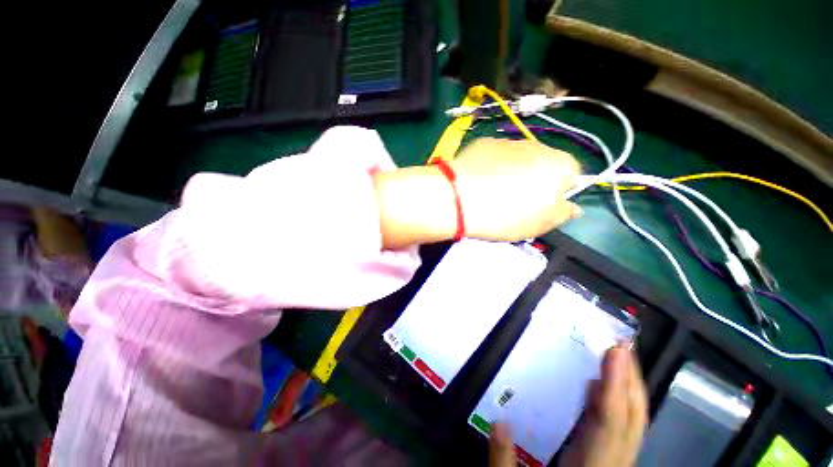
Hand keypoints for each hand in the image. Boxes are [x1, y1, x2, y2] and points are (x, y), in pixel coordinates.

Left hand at [451, 138, 581, 241]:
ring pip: (518, 159)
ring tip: (493, 192)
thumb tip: (572, 208)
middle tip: (514, 202)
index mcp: (561, 166)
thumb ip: (562, 213)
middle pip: (543, 165)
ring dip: (512, 172)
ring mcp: (509, 142)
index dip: (556, 194)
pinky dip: (491, 166)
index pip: (571, 176)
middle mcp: (539, 147)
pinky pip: (494, 157)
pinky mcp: (483, 143)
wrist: (460, 198)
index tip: (539, 208)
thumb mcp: (541, 225)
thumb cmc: (506, 215)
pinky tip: (478, 181)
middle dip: (534, 181)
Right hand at [488, 346, 647, 466]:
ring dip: (629, 390)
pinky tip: (604, 392)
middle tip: (624, 345)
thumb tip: (498, 420)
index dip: (615, 386)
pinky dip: (619, 405)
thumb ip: (504, 461)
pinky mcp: (610, 464)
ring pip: (634, 425)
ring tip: (619, 359)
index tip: (616, 351)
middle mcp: (612, 465)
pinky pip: (622, 430)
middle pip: (633, 421)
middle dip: (632, 381)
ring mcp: (615, 465)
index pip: (609, 423)